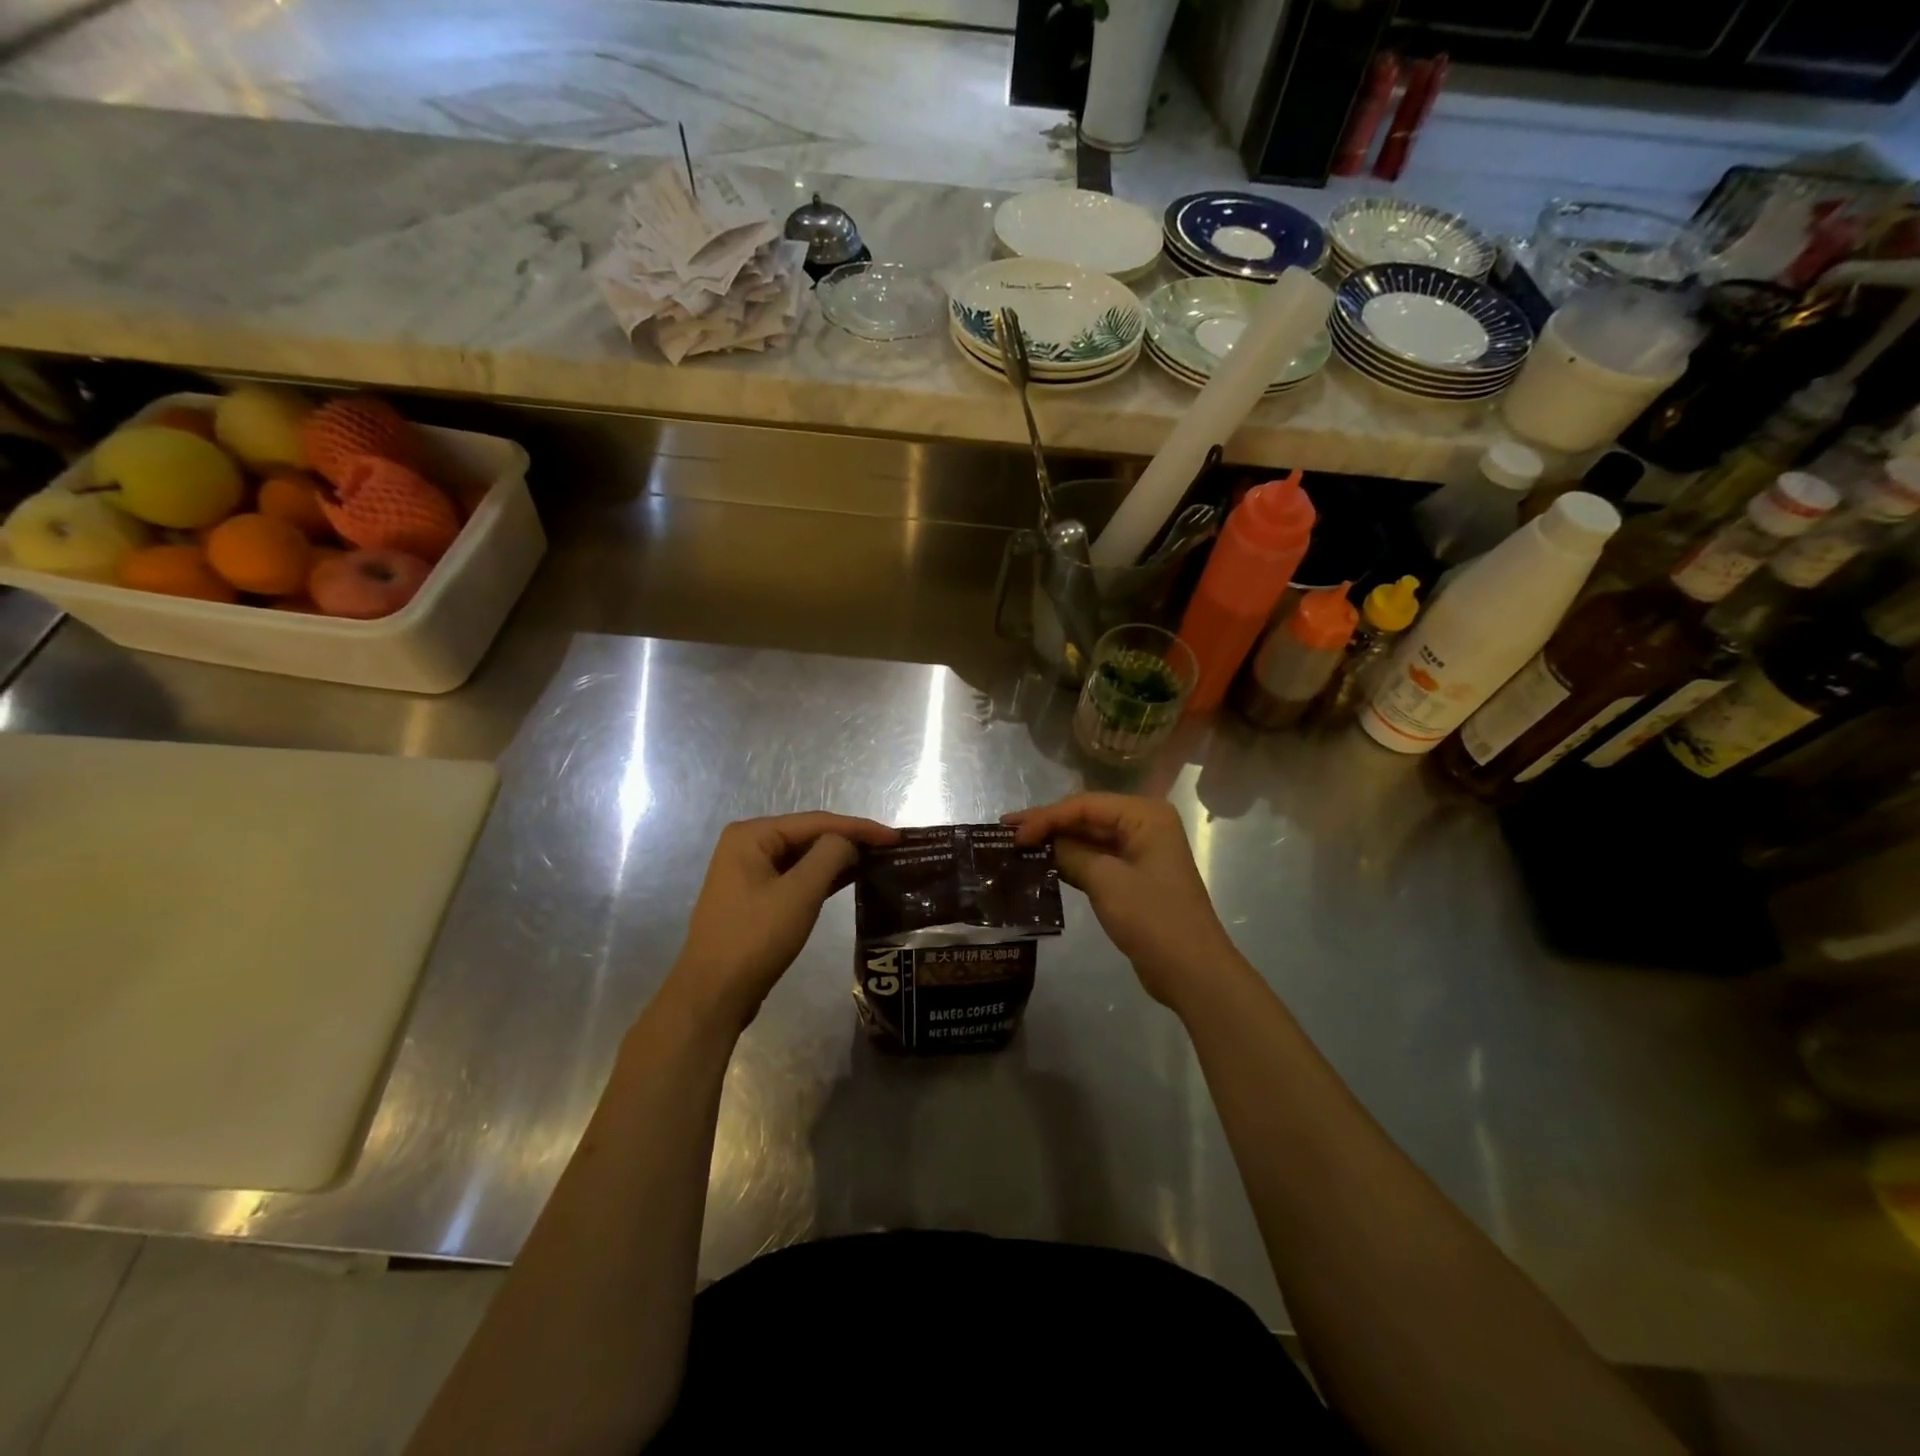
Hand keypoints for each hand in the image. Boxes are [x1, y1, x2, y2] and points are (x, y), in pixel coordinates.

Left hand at [666, 812, 897, 1032]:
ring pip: (804, 858)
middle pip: (810, 836)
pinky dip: (824, 878)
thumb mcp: (799, 893)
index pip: (816, 821)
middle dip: (850, 841)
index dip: (859, 828)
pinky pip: (797, 878)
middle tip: (891, 849)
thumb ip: (830, 856)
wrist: (713, 995)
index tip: (895, 838)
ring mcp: (750, 874)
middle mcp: (747, 846)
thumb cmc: (755, 938)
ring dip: (840, 859)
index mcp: (751, 835)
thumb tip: (849, 842)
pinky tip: (853, 878)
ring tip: (879, 861)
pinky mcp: (756, 899)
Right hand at [1005, 793, 1237, 1008]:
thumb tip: (1041, 843)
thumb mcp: (1107, 882)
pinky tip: (1041, 864)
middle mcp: (1144, 825)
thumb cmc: (1153, 919)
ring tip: (1016, 845)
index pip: (1085, 805)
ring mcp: (1140, 852)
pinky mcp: (1134, 877)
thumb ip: (1071, 854)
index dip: (1046, 817)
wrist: (1192, 972)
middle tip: (1005, 831)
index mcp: (1145, 815)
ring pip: (1089, 838)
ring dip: (1056, 842)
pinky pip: (1096, 859)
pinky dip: (1070, 861)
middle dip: (1048, 824)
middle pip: (1087, 817)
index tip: (1012, 835)